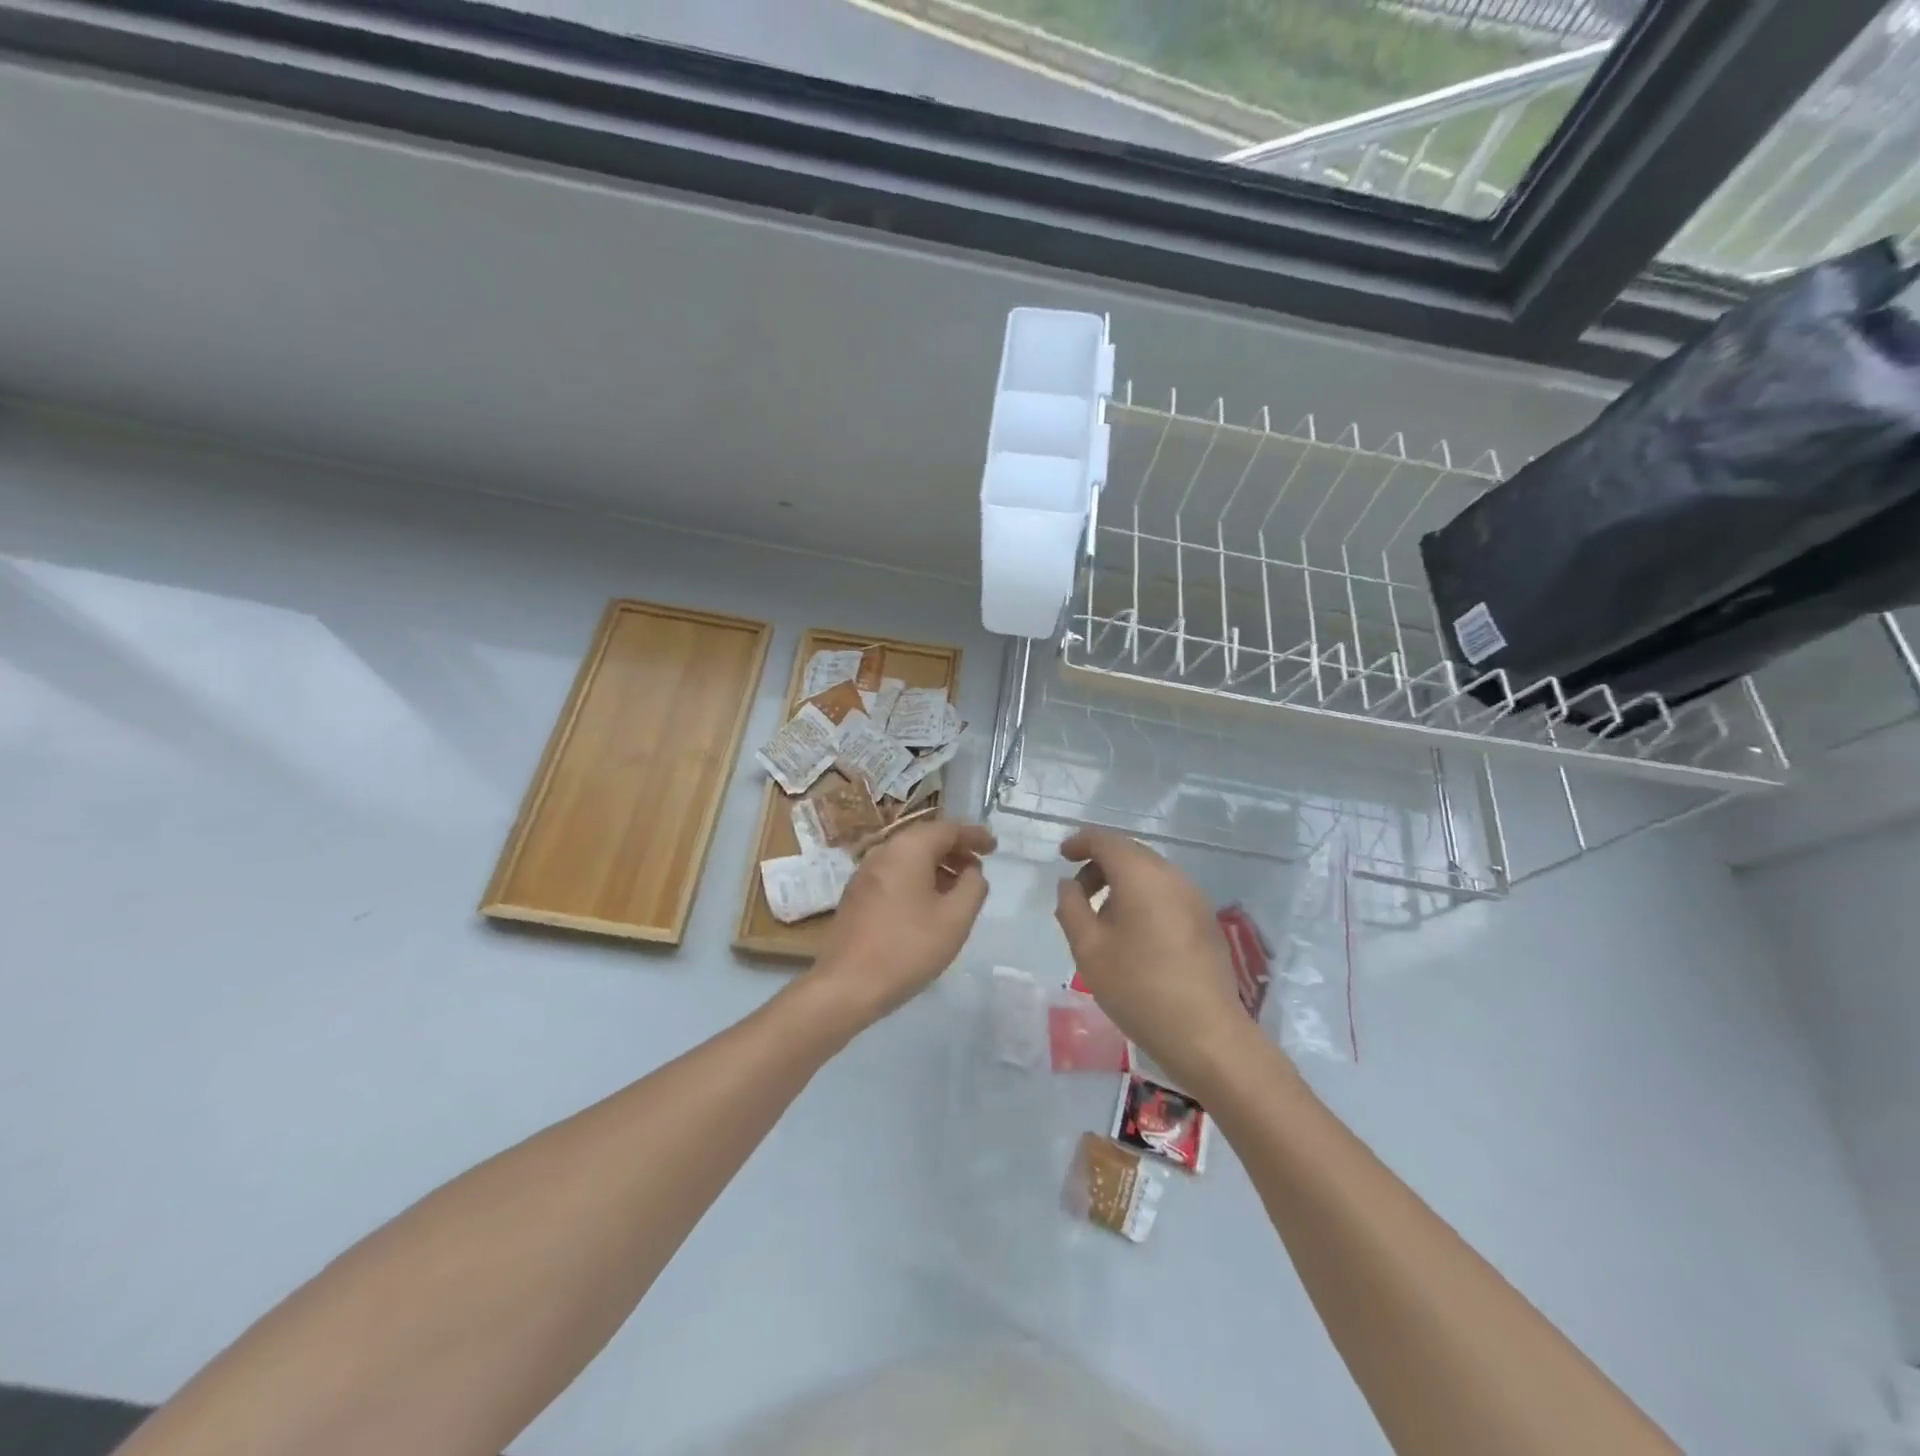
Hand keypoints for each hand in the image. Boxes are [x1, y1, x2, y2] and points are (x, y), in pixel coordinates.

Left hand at [811, 820, 995, 1026]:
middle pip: (926, 839)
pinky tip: (928, 904)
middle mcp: (883, 852)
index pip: (948, 829)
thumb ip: (973, 887)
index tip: (994, 846)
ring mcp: (865, 873)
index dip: (974, 836)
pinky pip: (894, 874)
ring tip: (958, 889)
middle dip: (955, 850)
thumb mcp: (956, 918)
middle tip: (978, 867)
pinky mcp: (856, 895)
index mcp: (908, 849)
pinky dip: (917, 879)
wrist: (847, 984)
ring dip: (937, 866)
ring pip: (909, 858)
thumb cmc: (908, 947)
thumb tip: (973, 871)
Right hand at [1054, 828, 1257, 1092]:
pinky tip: (1133, 934)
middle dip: (1100, 865)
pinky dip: (1143, 898)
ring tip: (1102, 919)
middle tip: (1077, 894)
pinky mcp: (1205, 920)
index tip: (1062, 856)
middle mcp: (1172, 875)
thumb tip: (1070, 884)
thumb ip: (1071, 907)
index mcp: (1141, 874)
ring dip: (1121, 883)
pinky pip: (1166, 893)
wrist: (1205, 1033)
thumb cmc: (1137, 986)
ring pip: (1150, 874)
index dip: (1081, 842)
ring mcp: (1194, 897)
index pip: (1106, 840)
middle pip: (1130, 853)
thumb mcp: (1088, 947)